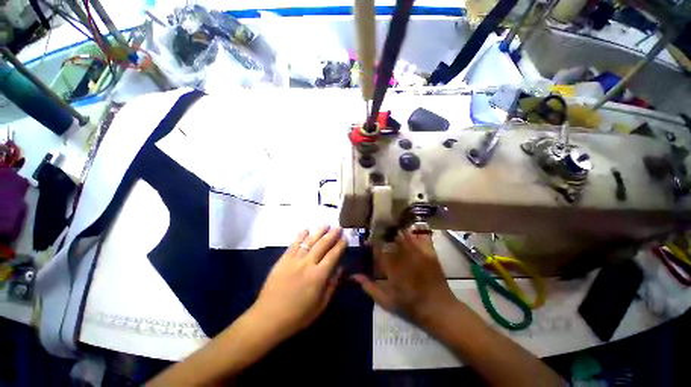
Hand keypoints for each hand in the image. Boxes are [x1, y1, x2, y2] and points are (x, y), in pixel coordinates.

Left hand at [250, 225, 345, 340]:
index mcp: (319, 276)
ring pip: (309, 241)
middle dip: (332, 235)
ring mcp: (294, 260)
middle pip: (322, 245)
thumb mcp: (321, 305)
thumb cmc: (297, 316)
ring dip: (319, 231)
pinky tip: (306, 229)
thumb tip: (340, 269)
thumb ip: (332, 285)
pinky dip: (301, 236)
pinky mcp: (283, 260)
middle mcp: (308, 264)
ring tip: (326, 224)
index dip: (340, 245)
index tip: (345, 238)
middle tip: (338, 227)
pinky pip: (294, 244)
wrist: (268, 318)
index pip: (333, 255)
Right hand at [352, 231, 457, 326]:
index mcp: (392, 267)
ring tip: (392, 229)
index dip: (372, 242)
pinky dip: (413, 235)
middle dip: (385, 232)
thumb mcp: (386, 300)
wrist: (439, 309)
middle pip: (391, 238)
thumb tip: (353, 276)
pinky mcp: (430, 253)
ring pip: (405, 235)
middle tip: (380, 231)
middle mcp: (404, 257)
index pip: (378, 248)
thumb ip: (369, 287)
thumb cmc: (410, 305)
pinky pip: (420, 238)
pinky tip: (409, 234)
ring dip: (397, 231)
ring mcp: (418, 253)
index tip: (369, 240)